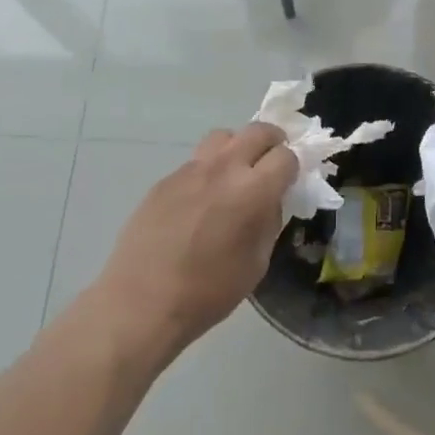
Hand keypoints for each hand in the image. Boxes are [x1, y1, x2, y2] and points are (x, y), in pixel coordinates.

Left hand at [91, 124, 297, 364]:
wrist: (141, 303)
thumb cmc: (208, 292)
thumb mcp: (257, 263)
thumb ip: (269, 222)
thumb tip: (270, 201)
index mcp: (253, 190)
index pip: (286, 156)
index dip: (293, 166)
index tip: (289, 181)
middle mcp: (224, 168)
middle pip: (258, 130)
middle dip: (272, 142)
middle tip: (271, 163)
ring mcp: (190, 170)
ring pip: (223, 137)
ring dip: (237, 147)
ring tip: (235, 174)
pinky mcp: (165, 179)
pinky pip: (195, 162)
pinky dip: (207, 171)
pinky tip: (200, 201)